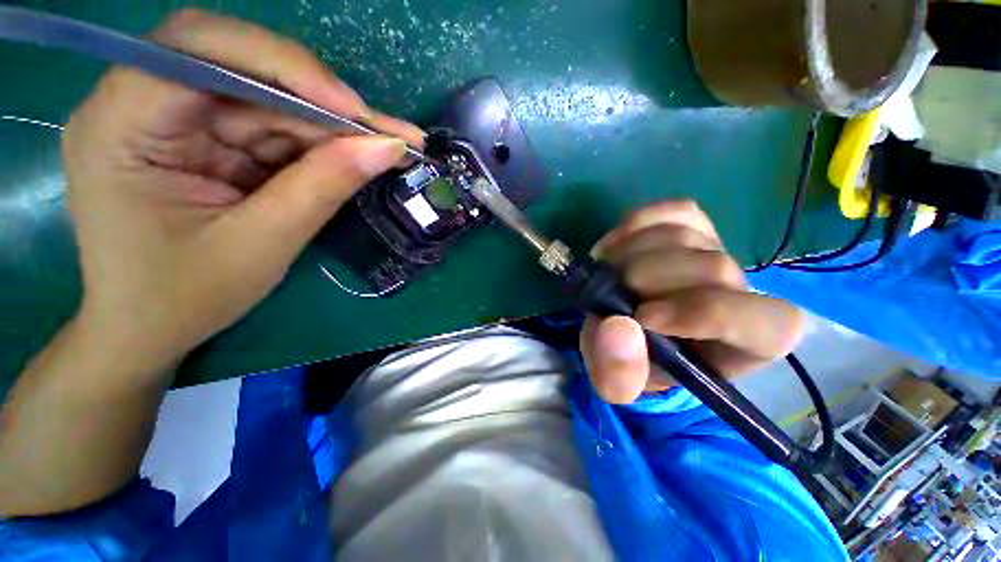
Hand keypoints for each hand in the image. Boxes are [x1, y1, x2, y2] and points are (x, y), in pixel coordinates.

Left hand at [63, 9, 423, 374]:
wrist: (147, 329)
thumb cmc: (184, 298)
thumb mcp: (262, 244)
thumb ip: (323, 186)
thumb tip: (387, 147)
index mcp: (119, 125)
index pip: (199, 50)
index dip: (285, 68)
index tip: (355, 112)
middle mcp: (139, 104)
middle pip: (239, 65)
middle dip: (320, 98)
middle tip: (384, 131)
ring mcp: (174, 119)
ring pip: (266, 97)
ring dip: (329, 124)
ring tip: (386, 146)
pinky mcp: (204, 139)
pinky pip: (269, 126)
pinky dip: (316, 142)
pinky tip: (354, 156)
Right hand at [579, 201, 804, 403]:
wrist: (629, 330)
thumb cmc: (635, 361)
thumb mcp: (618, 381)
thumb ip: (618, 373)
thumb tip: (618, 328)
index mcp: (746, 343)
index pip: (761, 320)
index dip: (700, 313)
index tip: (641, 317)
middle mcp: (743, 291)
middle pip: (713, 267)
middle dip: (647, 278)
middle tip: (607, 291)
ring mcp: (718, 251)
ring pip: (685, 236)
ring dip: (630, 253)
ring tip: (605, 273)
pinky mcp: (693, 226)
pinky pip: (674, 211)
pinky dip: (636, 224)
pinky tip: (615, 247)